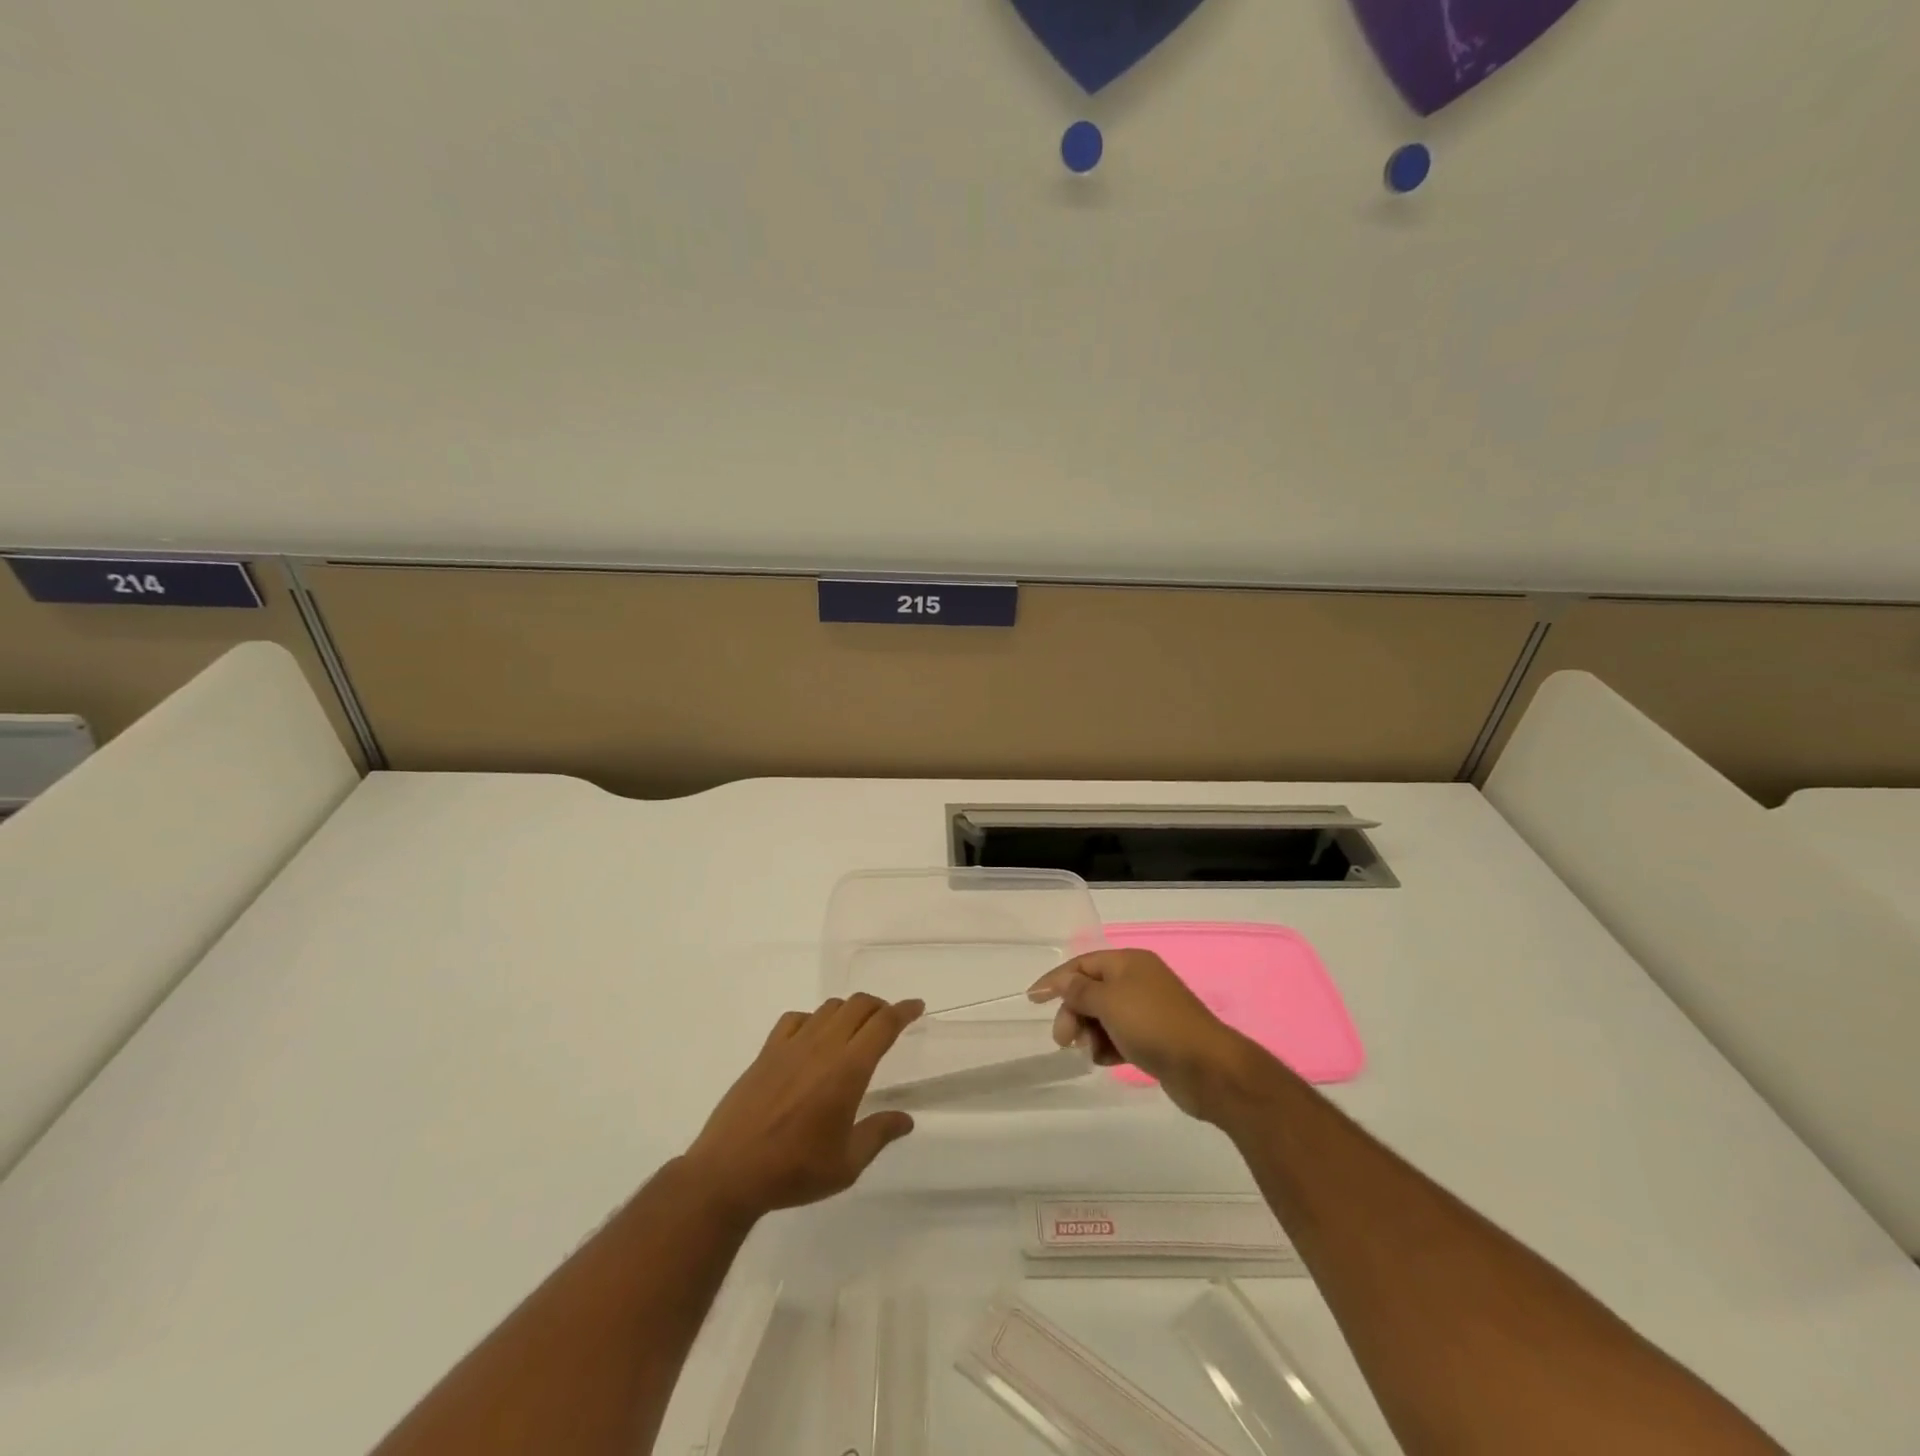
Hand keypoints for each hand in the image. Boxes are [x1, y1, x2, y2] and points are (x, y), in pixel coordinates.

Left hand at [682, 995, 923, 1219]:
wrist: (729, 1172)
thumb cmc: (794, 1171)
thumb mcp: (846, 1165)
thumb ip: (879, 1134)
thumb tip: (906, 1119)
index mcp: (848, 1070)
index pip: (883, 1024)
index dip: (904, 1010)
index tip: (917, 1006)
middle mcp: (823, 1047)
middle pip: (859, 1005)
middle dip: (880, 1006)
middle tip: (890, 1020)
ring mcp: (792, 1045)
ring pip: (829, 1008)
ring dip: (849, 1010)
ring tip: (855, 1029)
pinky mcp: (767, 1051)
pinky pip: (796, 1018)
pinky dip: (813, 1019)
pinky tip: (812, 1038)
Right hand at [1028, 950, 1254, 1120]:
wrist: (1207, 1067)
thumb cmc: (1153, 1024)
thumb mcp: (1109, 1002)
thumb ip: (1080, 991)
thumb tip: (1064, 982)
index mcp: (1129, 962)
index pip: (1083, 964)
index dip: (1056, 980)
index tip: (1032, 999)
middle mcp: (1138, 981)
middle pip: (1091, 991)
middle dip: (1073, 1012)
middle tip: (1063, 1040)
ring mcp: (1148, 1010)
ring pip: (1104, 1017)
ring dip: (1089, 1033)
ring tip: (1089, 1052)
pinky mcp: (1155, 1038)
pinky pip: (1119, 1036)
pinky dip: (1108, 1046)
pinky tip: (1105, 1060)